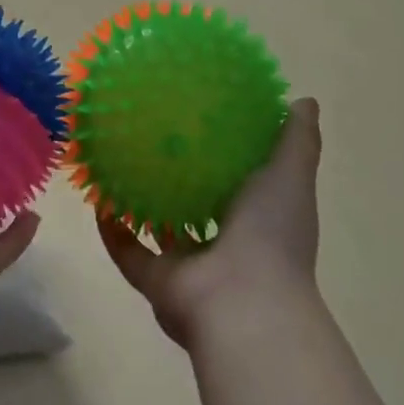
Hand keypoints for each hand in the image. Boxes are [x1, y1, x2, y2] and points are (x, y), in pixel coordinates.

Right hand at [96, 97, 321, 349]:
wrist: (243, 303)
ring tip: (121, 163)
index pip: (242, 185)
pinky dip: (112, 230)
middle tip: (156, 138)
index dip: (227, 157)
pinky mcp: (156, 280)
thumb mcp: (291, 174)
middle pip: (198, 207)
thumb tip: (305, 101)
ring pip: (161, 230)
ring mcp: (189, 266)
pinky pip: (128, 252)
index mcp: (257, 220)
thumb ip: (297, 140)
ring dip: (143, 203)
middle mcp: (224, 245)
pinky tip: (98, 198)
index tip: (206, 121)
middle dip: (181, 179)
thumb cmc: (270, 233)